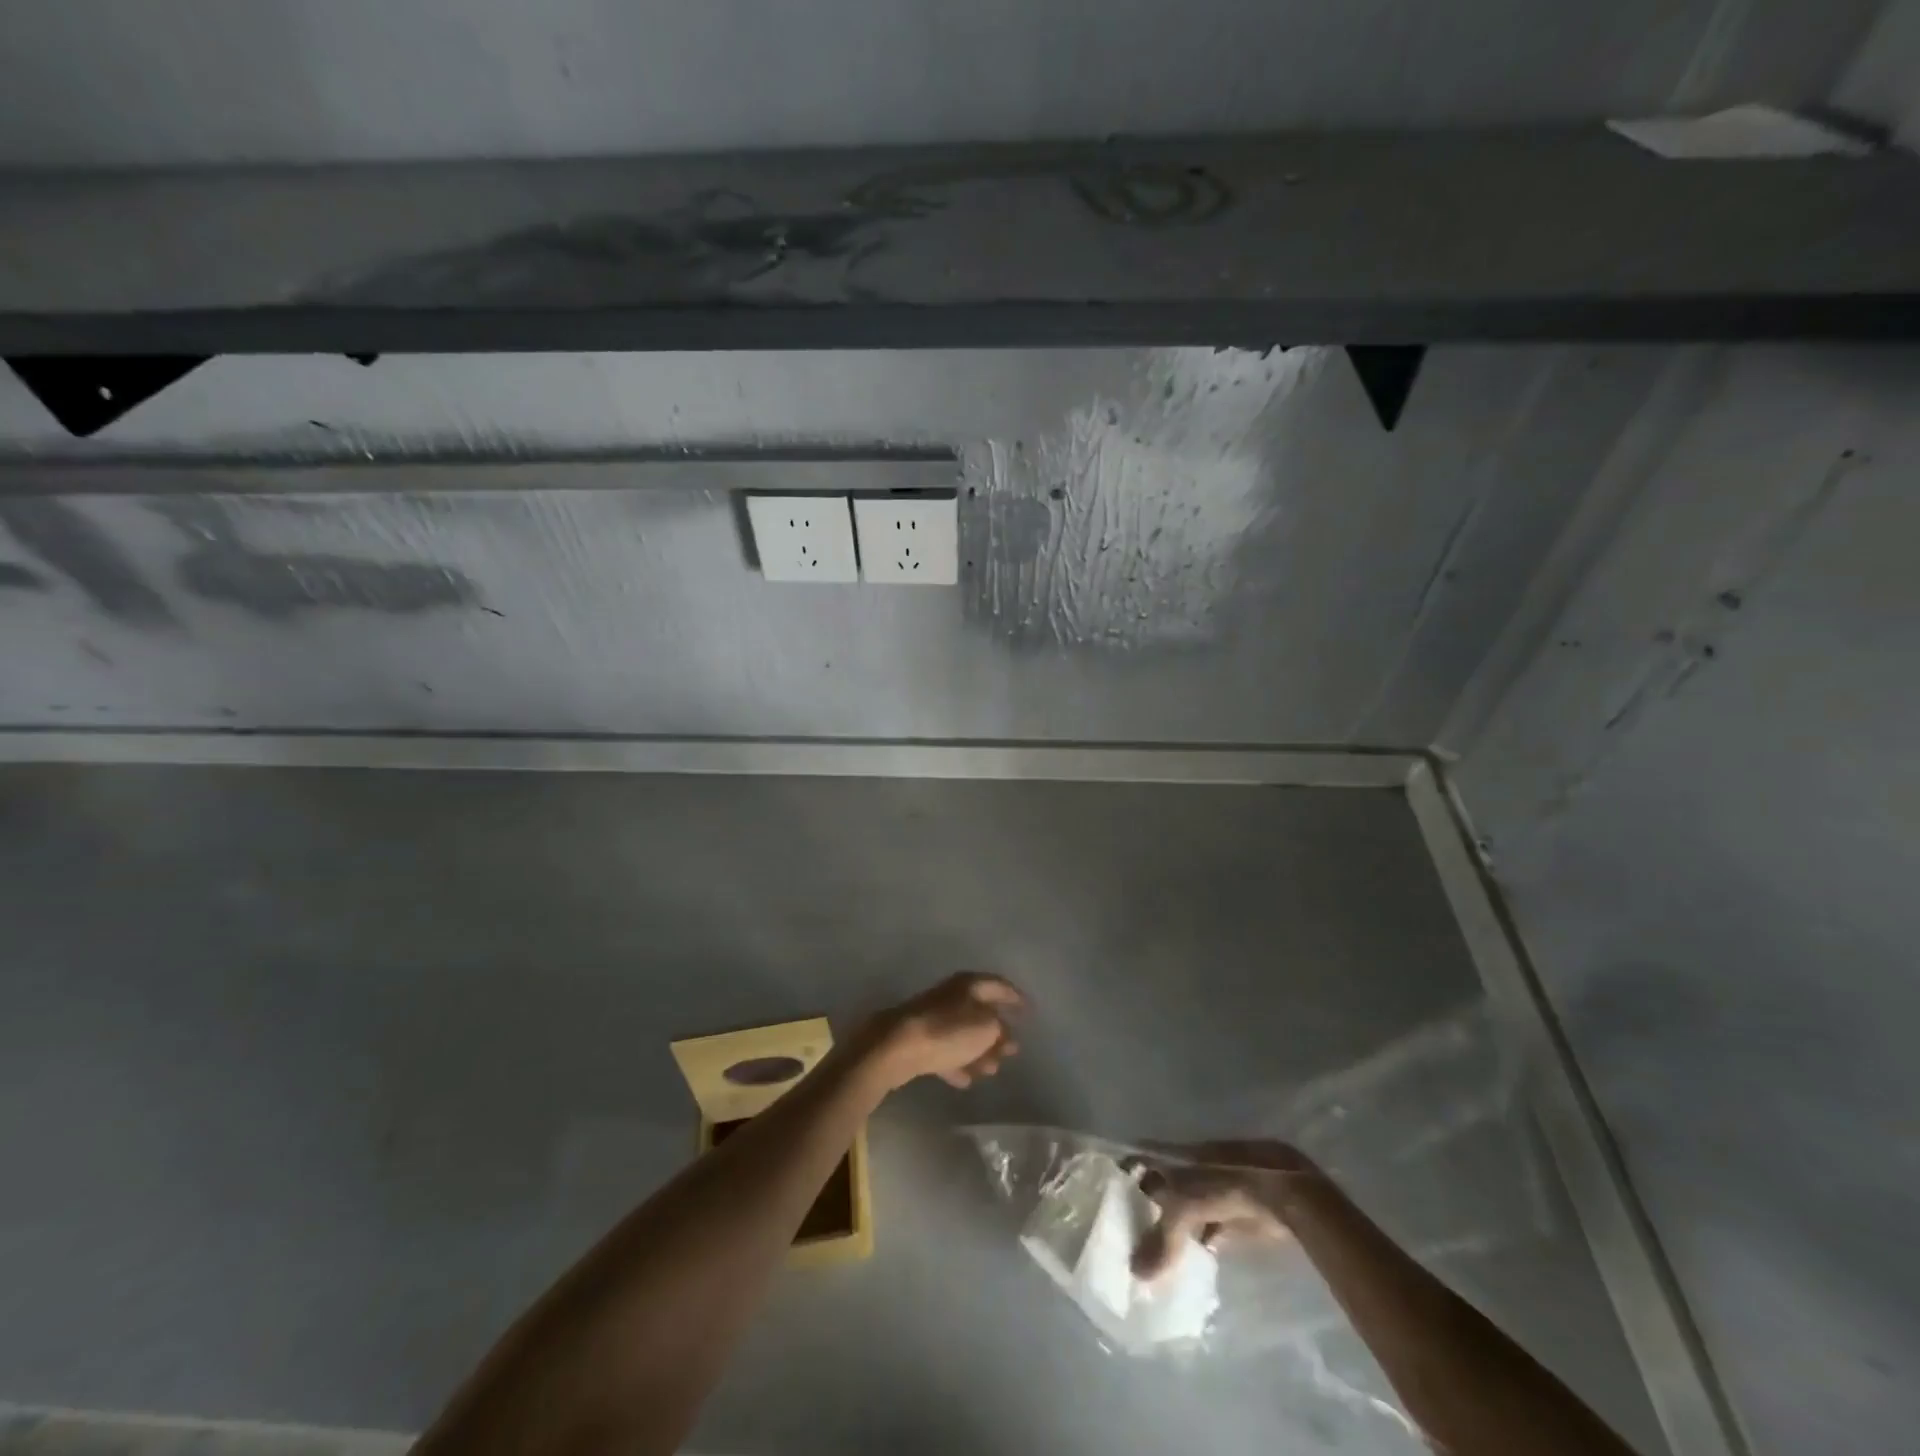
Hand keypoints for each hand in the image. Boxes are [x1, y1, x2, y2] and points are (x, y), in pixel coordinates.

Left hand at [859, 972, 1024, 1090]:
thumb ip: (1000, 1029)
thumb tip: (1002, 1032)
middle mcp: (952, 996)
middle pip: (981, 1012)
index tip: (1030, 1010)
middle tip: (1012, 1050)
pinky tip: (966, 1081)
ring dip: (979, 1052)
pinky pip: (945, 1051)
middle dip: (997, 1032)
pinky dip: (957, 1064)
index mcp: (969, 985)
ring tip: (992, 1070)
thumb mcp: (987, 1028)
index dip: (1016, 997)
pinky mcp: (919, 1040)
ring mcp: (933, 1017)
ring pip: (963, 1034)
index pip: (999, 985)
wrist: (898, 1047)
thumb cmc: (949, 1031)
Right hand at [1121, 1140, 1313, 1279]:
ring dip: (1173, 1227)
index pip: (1140, 1156)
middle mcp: (1190, 1168)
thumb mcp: (1185, 1209)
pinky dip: (1199, 1243)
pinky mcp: (1235, 1214)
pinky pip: (1208, 1227)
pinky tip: (1190, 1261)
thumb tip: (1135, 1274)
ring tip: (1150, 1251)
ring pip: (1185, 1208)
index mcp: (1174, 1155)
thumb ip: (1162, 1240)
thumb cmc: (1224, 1185)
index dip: (1124, 1169)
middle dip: (1146, 1203)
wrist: (1280, 1192)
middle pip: (1161, 1184)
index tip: (1105, 1188)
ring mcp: (1214, 1189)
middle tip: (1124, 1228)